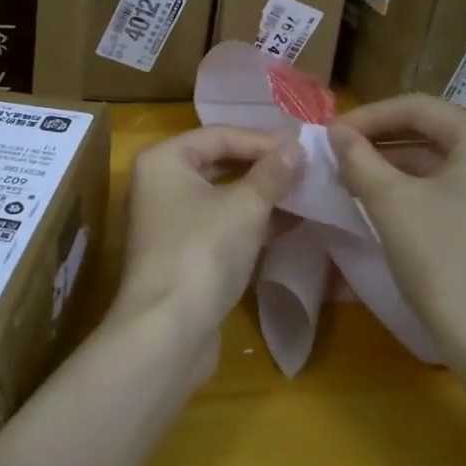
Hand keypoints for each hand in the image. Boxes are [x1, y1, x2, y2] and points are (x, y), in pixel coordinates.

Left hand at [113, 126, 304, 368]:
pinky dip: (250, 223)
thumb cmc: (202, 252)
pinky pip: (220, 225)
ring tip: (305, 194)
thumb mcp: (245, 207)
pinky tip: (289, 225)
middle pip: (218, 163)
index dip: (263, 140)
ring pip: (221, 196)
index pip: (219, 135)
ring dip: (261, 196)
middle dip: (263, 167)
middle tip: (307, 169)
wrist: (167, 330)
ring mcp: (168, 221)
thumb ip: (272, 174)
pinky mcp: (181, 253)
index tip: (304, 149)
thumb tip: (296, 147)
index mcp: (163, 160)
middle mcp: (159, 184)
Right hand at [328, 95, 465, 395]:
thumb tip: (337, 132)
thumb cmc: (445, 261)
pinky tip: (387, 200)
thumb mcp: (390, 202)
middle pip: (434, 130)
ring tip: (353, 176)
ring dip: (397, 163)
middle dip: (381, 139)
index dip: (367, 116)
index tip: (328, 134)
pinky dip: (421, 185)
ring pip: (445, 159)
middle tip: (338, 154)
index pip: (417, 107)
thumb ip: (358, 157)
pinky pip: (459, 184)